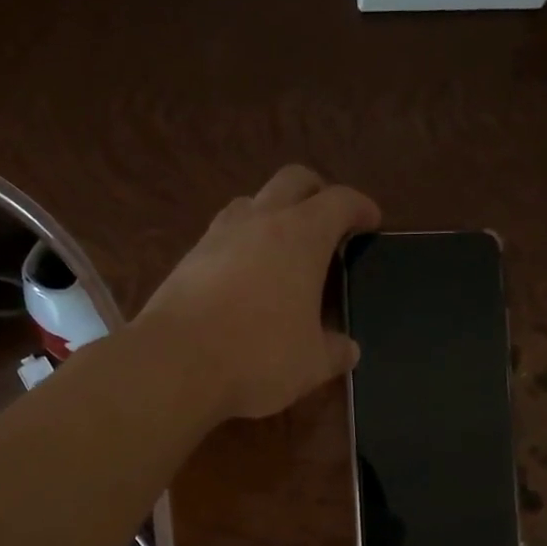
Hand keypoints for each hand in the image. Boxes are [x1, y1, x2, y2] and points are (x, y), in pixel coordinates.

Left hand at [136, 165, 380, 420]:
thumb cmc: (258, 357)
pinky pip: (223, 234)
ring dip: (273, 214)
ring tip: (283, 248)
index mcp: (301, 236)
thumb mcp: (311, 364)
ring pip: (252, 202)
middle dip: (316, 192)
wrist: (175, 364)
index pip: (340, 201)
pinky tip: (244, 276)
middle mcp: (260, 221)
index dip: (360, 207)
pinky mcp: (188, 258)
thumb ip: (335, 351)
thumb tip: (347, 349)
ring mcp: (218, 235)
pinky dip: (242, 243)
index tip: (371, 221)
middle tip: (328, 221)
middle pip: (293, 180)